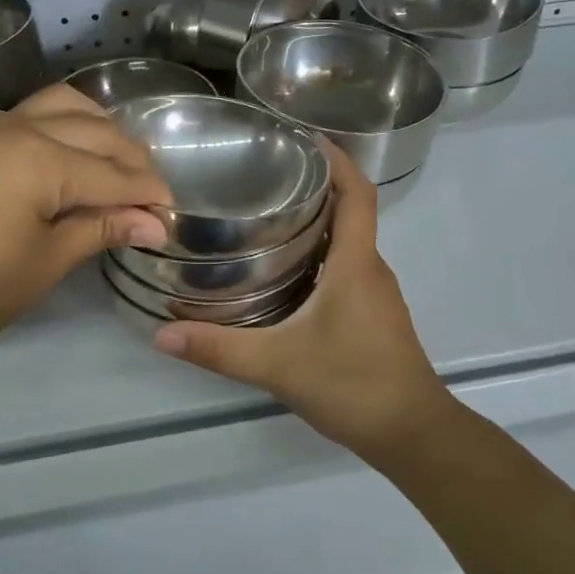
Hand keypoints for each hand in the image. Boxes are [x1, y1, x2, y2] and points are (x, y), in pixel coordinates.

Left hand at [0, 85, 172, 371]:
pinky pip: (38, 113)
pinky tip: (79, 156)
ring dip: (103, 132)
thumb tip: (156, 223)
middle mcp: (22, 127)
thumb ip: (103, 229)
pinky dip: (70, 125)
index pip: (115, 175)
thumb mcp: (47, 262)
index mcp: (41, 159)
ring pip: (68, 107)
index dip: (149, 197)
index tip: (173, 220)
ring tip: (121, 169)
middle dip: (134, 164)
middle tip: (153, 202)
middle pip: (99, 133)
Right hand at [152, 143, 450, 461]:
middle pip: (350, 212)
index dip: (338, 159)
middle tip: (263, 177)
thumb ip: (219, 349)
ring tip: (264, 217)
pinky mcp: (372, 316)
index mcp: (357, 264)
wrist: (413, 435)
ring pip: (347, 243)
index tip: (304, 138)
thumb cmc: (353, 385)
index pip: (358, 194)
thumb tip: (161, 334)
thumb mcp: (277, 365)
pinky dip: (320, 255)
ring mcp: (375, 294)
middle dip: (314, 187)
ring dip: (316, 223)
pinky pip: (347, 269)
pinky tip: (284, 272)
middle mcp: (371, 270)